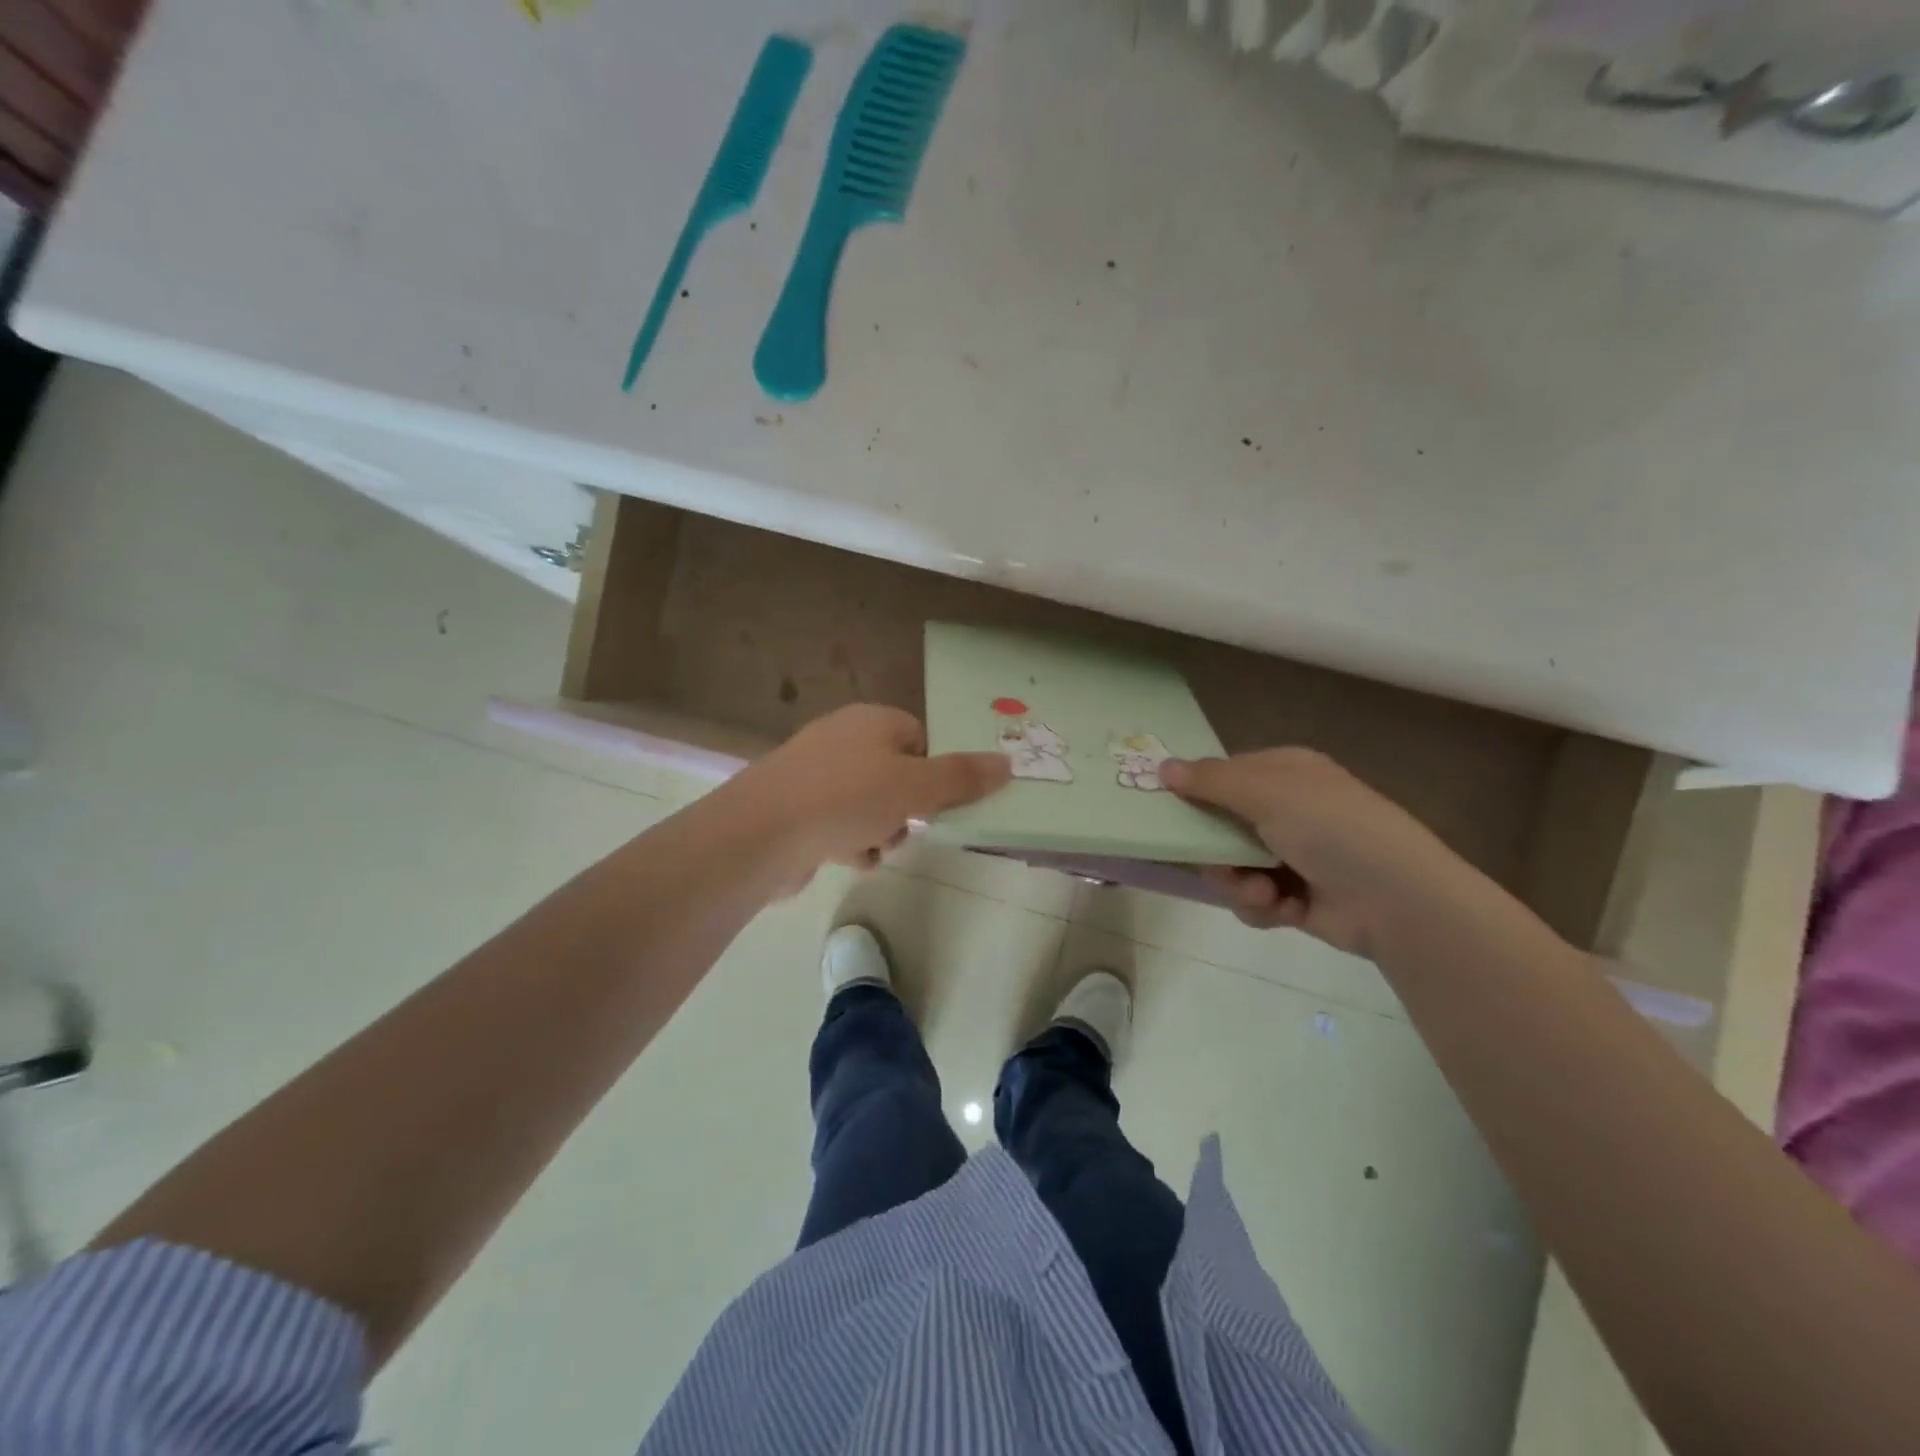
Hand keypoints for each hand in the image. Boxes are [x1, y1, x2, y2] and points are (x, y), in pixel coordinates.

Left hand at [735, 704, 1010, 876]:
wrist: (762, 833)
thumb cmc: (847, 798)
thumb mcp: (916, 786)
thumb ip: (963, 777)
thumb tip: (1008, 763)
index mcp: (872, 721)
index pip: (919, 737)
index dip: (935, 771)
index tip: (942, 801)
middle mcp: (842, 739)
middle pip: (896, 774)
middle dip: (908, 808)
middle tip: (909, 827)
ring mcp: (814, 774)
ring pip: (869, 803)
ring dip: (880, 830)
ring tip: (873, 847)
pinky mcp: (795, 808)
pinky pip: (838, 822)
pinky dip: (848, 841)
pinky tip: (845, 857)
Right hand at [1159, 749, 1467, 957]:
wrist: (1398, 901)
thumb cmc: (1331, 828)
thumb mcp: (1267, 792)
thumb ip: (1209, 780)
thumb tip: (1161, 767)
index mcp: (1286, 773)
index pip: (1224, 775)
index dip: (1196, 792)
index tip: (1168, 811)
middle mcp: (1287, 810)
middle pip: (1220, 826)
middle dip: (1216, 851)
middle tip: (1216, 862)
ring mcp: (1292, 855)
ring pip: (1231, 867)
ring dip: (1238, 883)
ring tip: (1262, 892)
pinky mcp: (1295, 897)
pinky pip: (1253, 898)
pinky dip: (1262, 906)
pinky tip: (1283, 910)